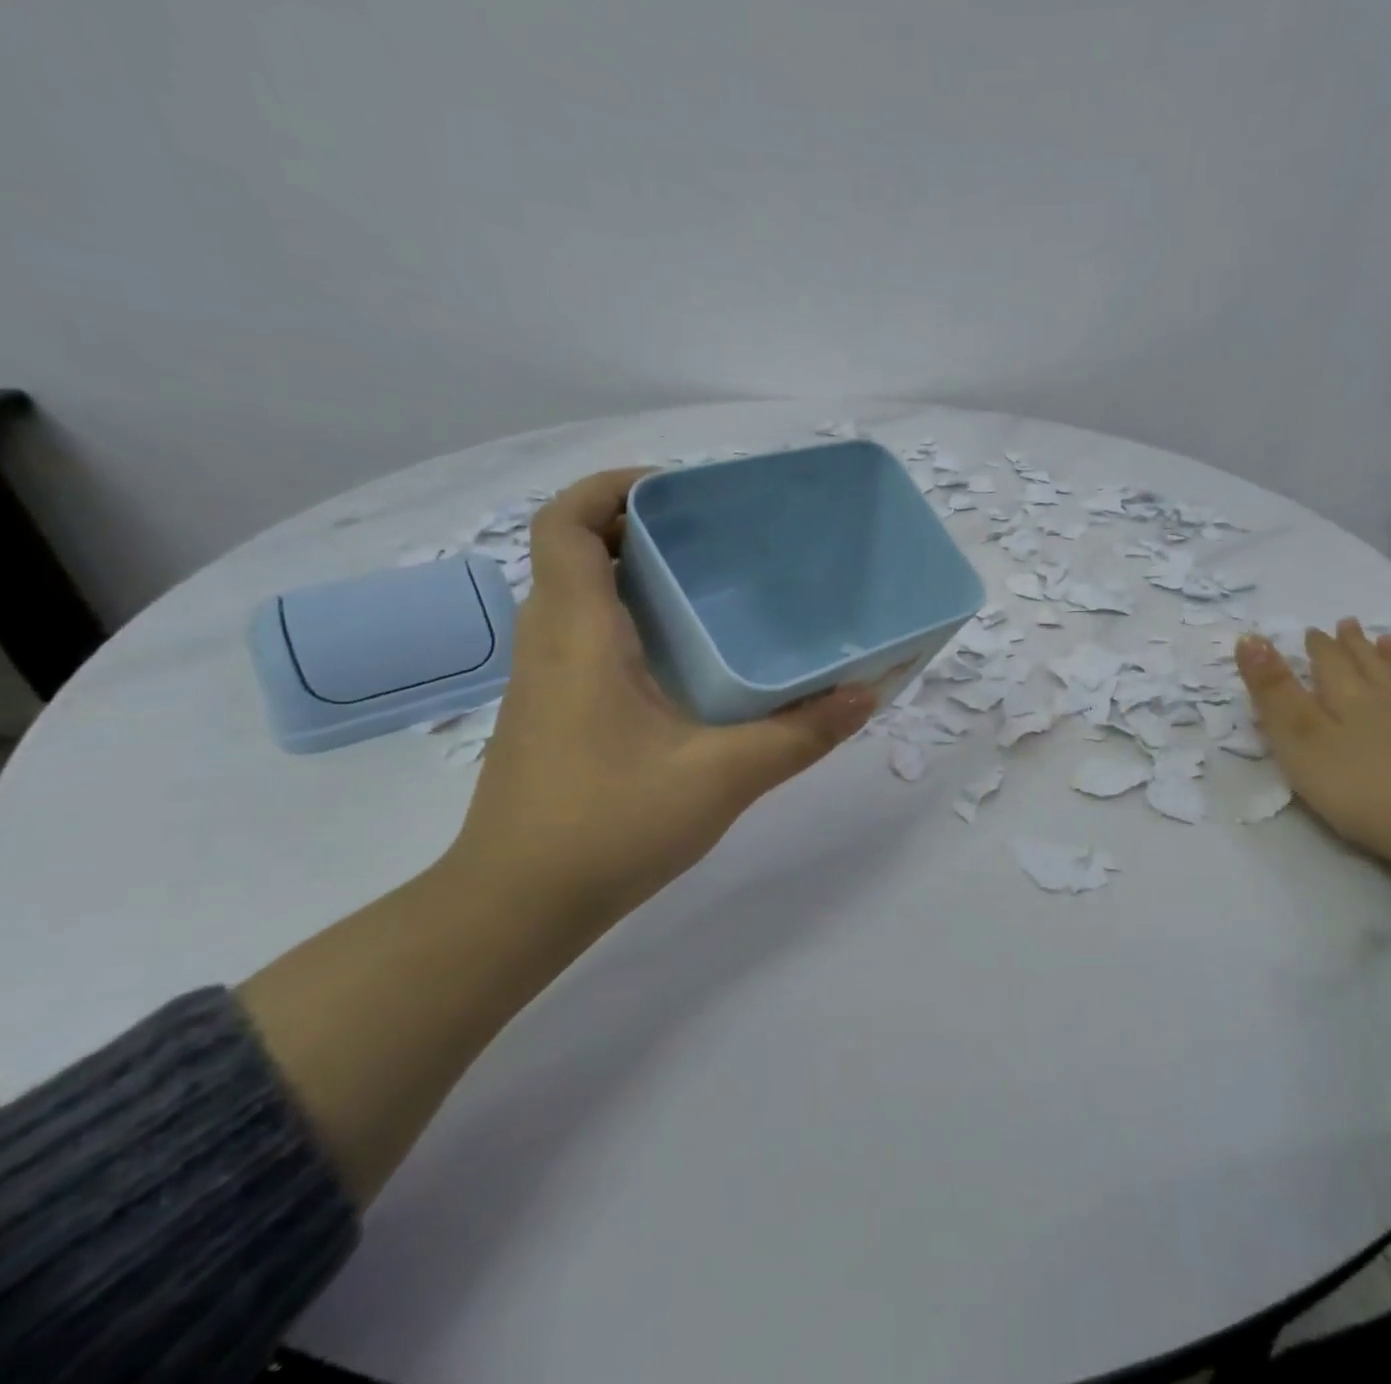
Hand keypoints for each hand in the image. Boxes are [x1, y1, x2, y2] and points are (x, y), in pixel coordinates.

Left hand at [445, 469, 875, 914]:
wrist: (516, 908)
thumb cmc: (609, 827)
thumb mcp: (722, 776)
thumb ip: (800, 733)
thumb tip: (867, 693)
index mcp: (578, 634)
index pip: (566, 525)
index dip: (611, 488)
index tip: (680, 491)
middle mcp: (551, 643)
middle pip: (578, 551)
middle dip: (641, 526)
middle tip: (717, 536)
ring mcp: (546, 681)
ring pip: (581, 596)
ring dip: (636, 574)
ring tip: (713, 586)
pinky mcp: (555, 714)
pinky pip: (587, 637)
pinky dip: (631, 621)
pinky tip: (690, 660)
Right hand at [1235, 619, 1390, 871]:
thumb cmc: (1358, 786)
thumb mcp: (1299, 738)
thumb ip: (1273, 691)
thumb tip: (1249, 637)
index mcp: (1348, 699)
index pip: (1329, 663)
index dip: (1318, 646)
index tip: (1311, 629)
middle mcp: (1387, 704)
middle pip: (1368, 668)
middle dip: (1355, 646)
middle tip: (1349, 623)